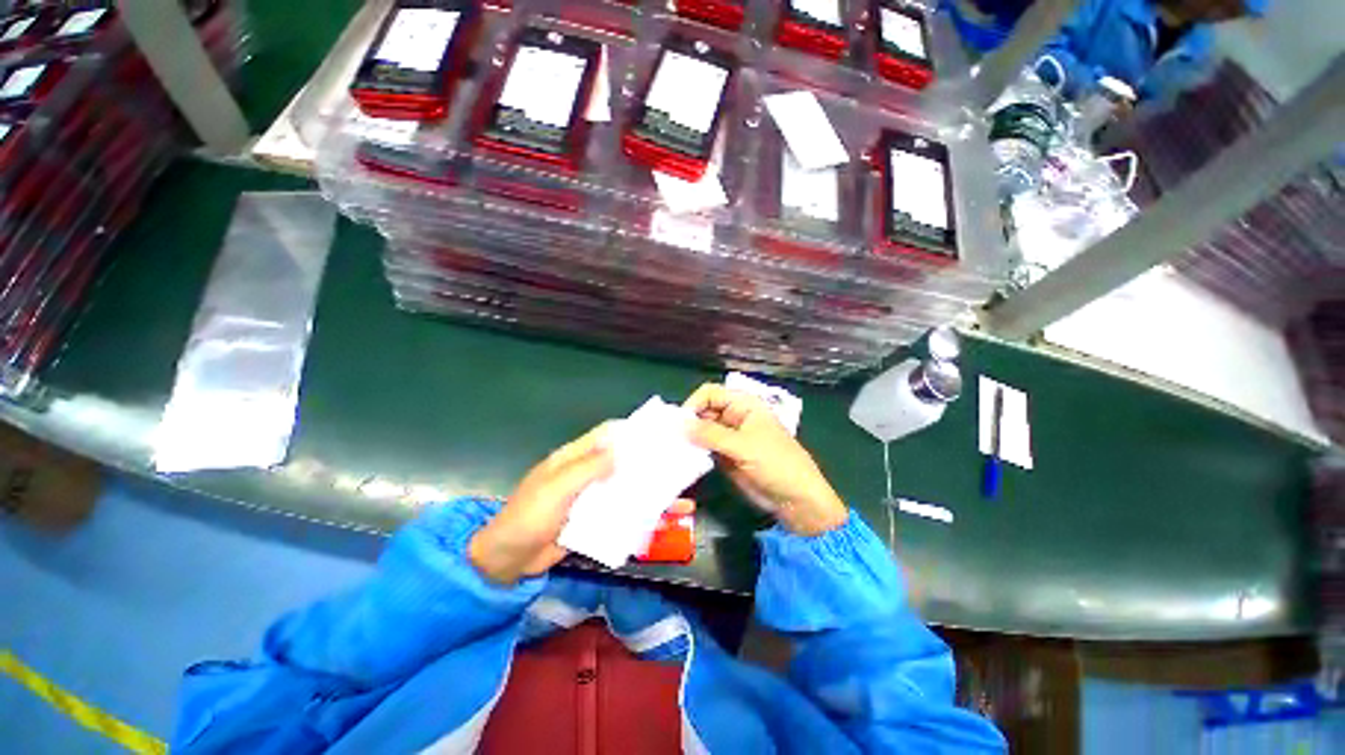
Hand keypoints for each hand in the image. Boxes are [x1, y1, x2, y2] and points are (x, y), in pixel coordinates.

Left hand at [469, 424, 697, 583]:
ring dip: (649, 489)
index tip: (658, 432)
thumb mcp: (556, 488)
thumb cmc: (529, 516)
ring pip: (626, 487)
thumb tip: (621, 451)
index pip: (606, 435)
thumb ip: (588, 468)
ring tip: (680, 494)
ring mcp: (592, 497)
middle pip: (622, 460)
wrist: (509, 562)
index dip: (630, 430)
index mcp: (574, 457)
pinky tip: (661, 519)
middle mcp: (587, 473)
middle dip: (647, 461)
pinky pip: (622, 512)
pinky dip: (641, 513)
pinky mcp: (595, 519)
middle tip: (678, 462)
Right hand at [684, 383, 847, 535]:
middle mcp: (734, 417)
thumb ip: (711, 434)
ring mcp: (729, 437)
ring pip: (702, 430)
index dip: (695, 403)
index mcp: (744, 405)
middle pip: (704, 410)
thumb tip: (680, 424)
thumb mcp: (743, 446)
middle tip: (673, 438)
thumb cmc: (776, 463)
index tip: (681, 423)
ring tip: (674, 448)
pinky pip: (705, 448)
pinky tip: (683, 458)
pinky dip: (694, 451)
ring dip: (690, 438)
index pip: (711, 393)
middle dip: (689, 422)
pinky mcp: (726, 456)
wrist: (795, 499)